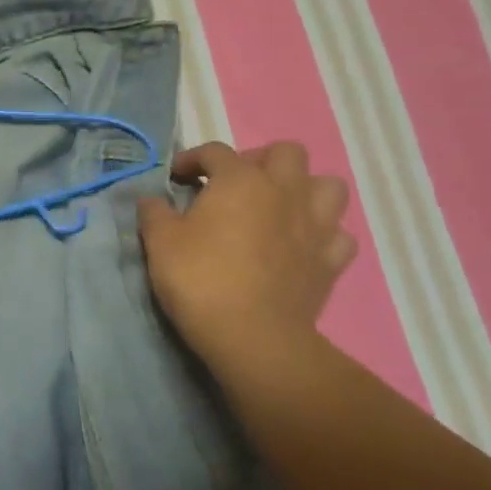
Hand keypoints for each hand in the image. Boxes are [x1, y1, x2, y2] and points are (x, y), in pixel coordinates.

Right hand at [137, 141, 355, 381]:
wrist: (252, 338)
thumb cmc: (201, 281)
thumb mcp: (160, 243)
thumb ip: (154, 214)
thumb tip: (151, 200)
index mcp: (240, 180)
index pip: (216, 151)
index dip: (192, 158)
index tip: (176, 177)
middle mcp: (284, 191)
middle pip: (287, 153)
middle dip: (261, 160)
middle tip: (237, 184)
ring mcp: (315, 225)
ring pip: (328, 186)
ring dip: (306, 190)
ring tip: (280, 207)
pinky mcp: (331, 261)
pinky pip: (340, 235)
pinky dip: (324, 235)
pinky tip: (304, 246)